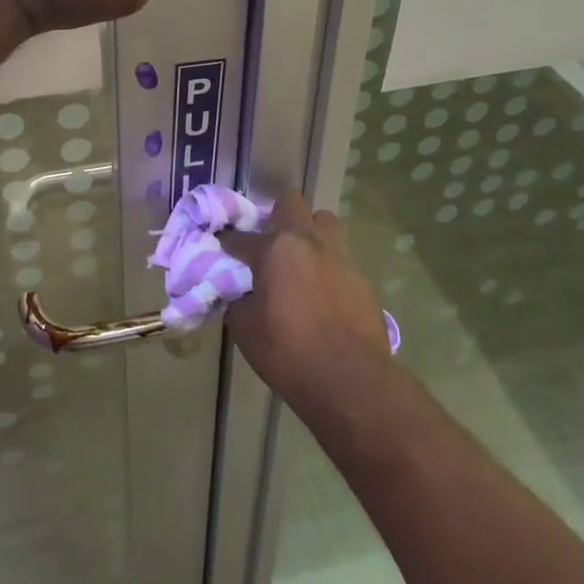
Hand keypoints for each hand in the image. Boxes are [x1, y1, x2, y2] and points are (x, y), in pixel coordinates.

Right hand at [223, 190, 391, 409]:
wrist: (352, 381)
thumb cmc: (289, 352)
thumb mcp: (245, 329)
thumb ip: (238, 299)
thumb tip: (240, 291)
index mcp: (275, 247)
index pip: (240, 237)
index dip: (228, 245)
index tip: (222, 253)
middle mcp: (308, 239)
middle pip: (289, 202)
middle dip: (274, 215)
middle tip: (267, 243)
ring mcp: (339, 254)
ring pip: (323, 221)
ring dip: (308, 231)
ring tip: (299, 259)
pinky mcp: (361, 275)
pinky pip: (339, 255)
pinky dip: (327, 263)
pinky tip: (321, 290)